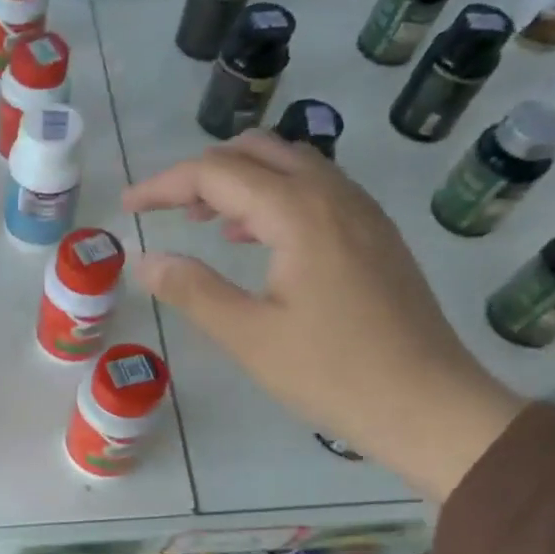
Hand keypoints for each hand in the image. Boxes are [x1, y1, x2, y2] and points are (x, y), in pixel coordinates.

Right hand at [123, 132, 522, 500]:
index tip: (128, 207)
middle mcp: (333, 195)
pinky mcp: (373, 234)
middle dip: (201, 171)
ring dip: (239, 180)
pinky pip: (315, 191)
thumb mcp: (249, 337)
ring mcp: (361, 212)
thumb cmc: (332, 373)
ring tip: (202, 222)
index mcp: (299, 214)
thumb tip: (147, 260)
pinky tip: (253, 239)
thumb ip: (194, 291)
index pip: (217, 173)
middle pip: (257, 151)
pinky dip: (272, 198)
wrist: (426, 402)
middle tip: (163, 210)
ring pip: (290, 165)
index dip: (165, 185)